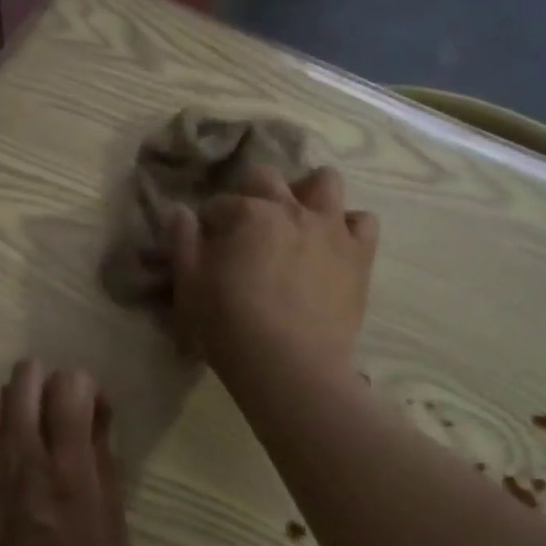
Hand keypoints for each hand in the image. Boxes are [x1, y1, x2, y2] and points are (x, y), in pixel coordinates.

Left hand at [0, 361, 127, 545]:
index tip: (89, 415)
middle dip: (47, 384)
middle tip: (54, 416)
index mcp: (70, 468)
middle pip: (27, 375)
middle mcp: (23, 454)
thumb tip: (96, 423)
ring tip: (20, 429)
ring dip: (10, 401)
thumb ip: (106, 470)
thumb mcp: (113, 535)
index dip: (85, 388)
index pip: (72, 382)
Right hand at [167, 163, 378, 378]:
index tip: (207, 245)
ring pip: (325, 181)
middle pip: (266, 178)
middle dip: (251, 194)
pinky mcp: (358, 254)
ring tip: (297, 219)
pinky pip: (364, 221)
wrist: (291, 367)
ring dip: (307, 192)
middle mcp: (290, 208)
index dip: (209, 223)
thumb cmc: (230, 328)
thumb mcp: (189, 289)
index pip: (219, 204)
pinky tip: (334, 244)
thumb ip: (183, 244)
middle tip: (246, 228)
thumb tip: (181, 213)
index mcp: (247, 214)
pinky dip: (348, 226)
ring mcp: (330, 228)